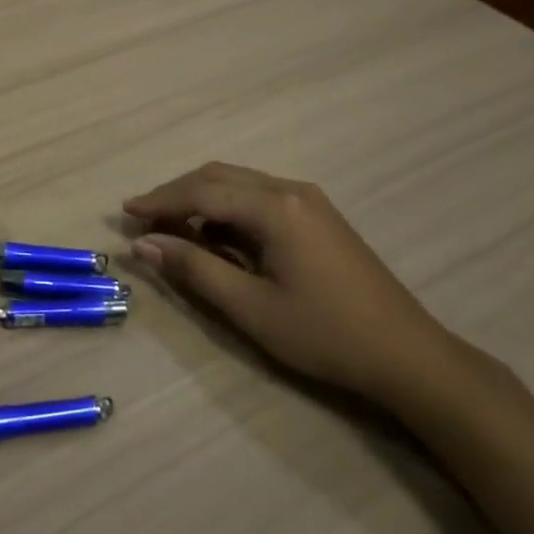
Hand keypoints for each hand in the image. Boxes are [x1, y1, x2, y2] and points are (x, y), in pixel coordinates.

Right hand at [124, 162, 454, 401]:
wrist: (408, 356)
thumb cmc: (325, 335)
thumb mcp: (251, 307)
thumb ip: (194, 269)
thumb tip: (144, 245)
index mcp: (274, 207)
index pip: (202, 191)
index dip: (160, 200)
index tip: (125, 212)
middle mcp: (291, 190)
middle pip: (219, 176)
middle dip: (177, 194)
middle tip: (144, 220)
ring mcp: (309, 200)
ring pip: (240, 184)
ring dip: (202, 199)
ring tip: (172, 228)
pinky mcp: (319, 216)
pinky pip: (260, 197)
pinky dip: (228, 208)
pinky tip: (217, 234)